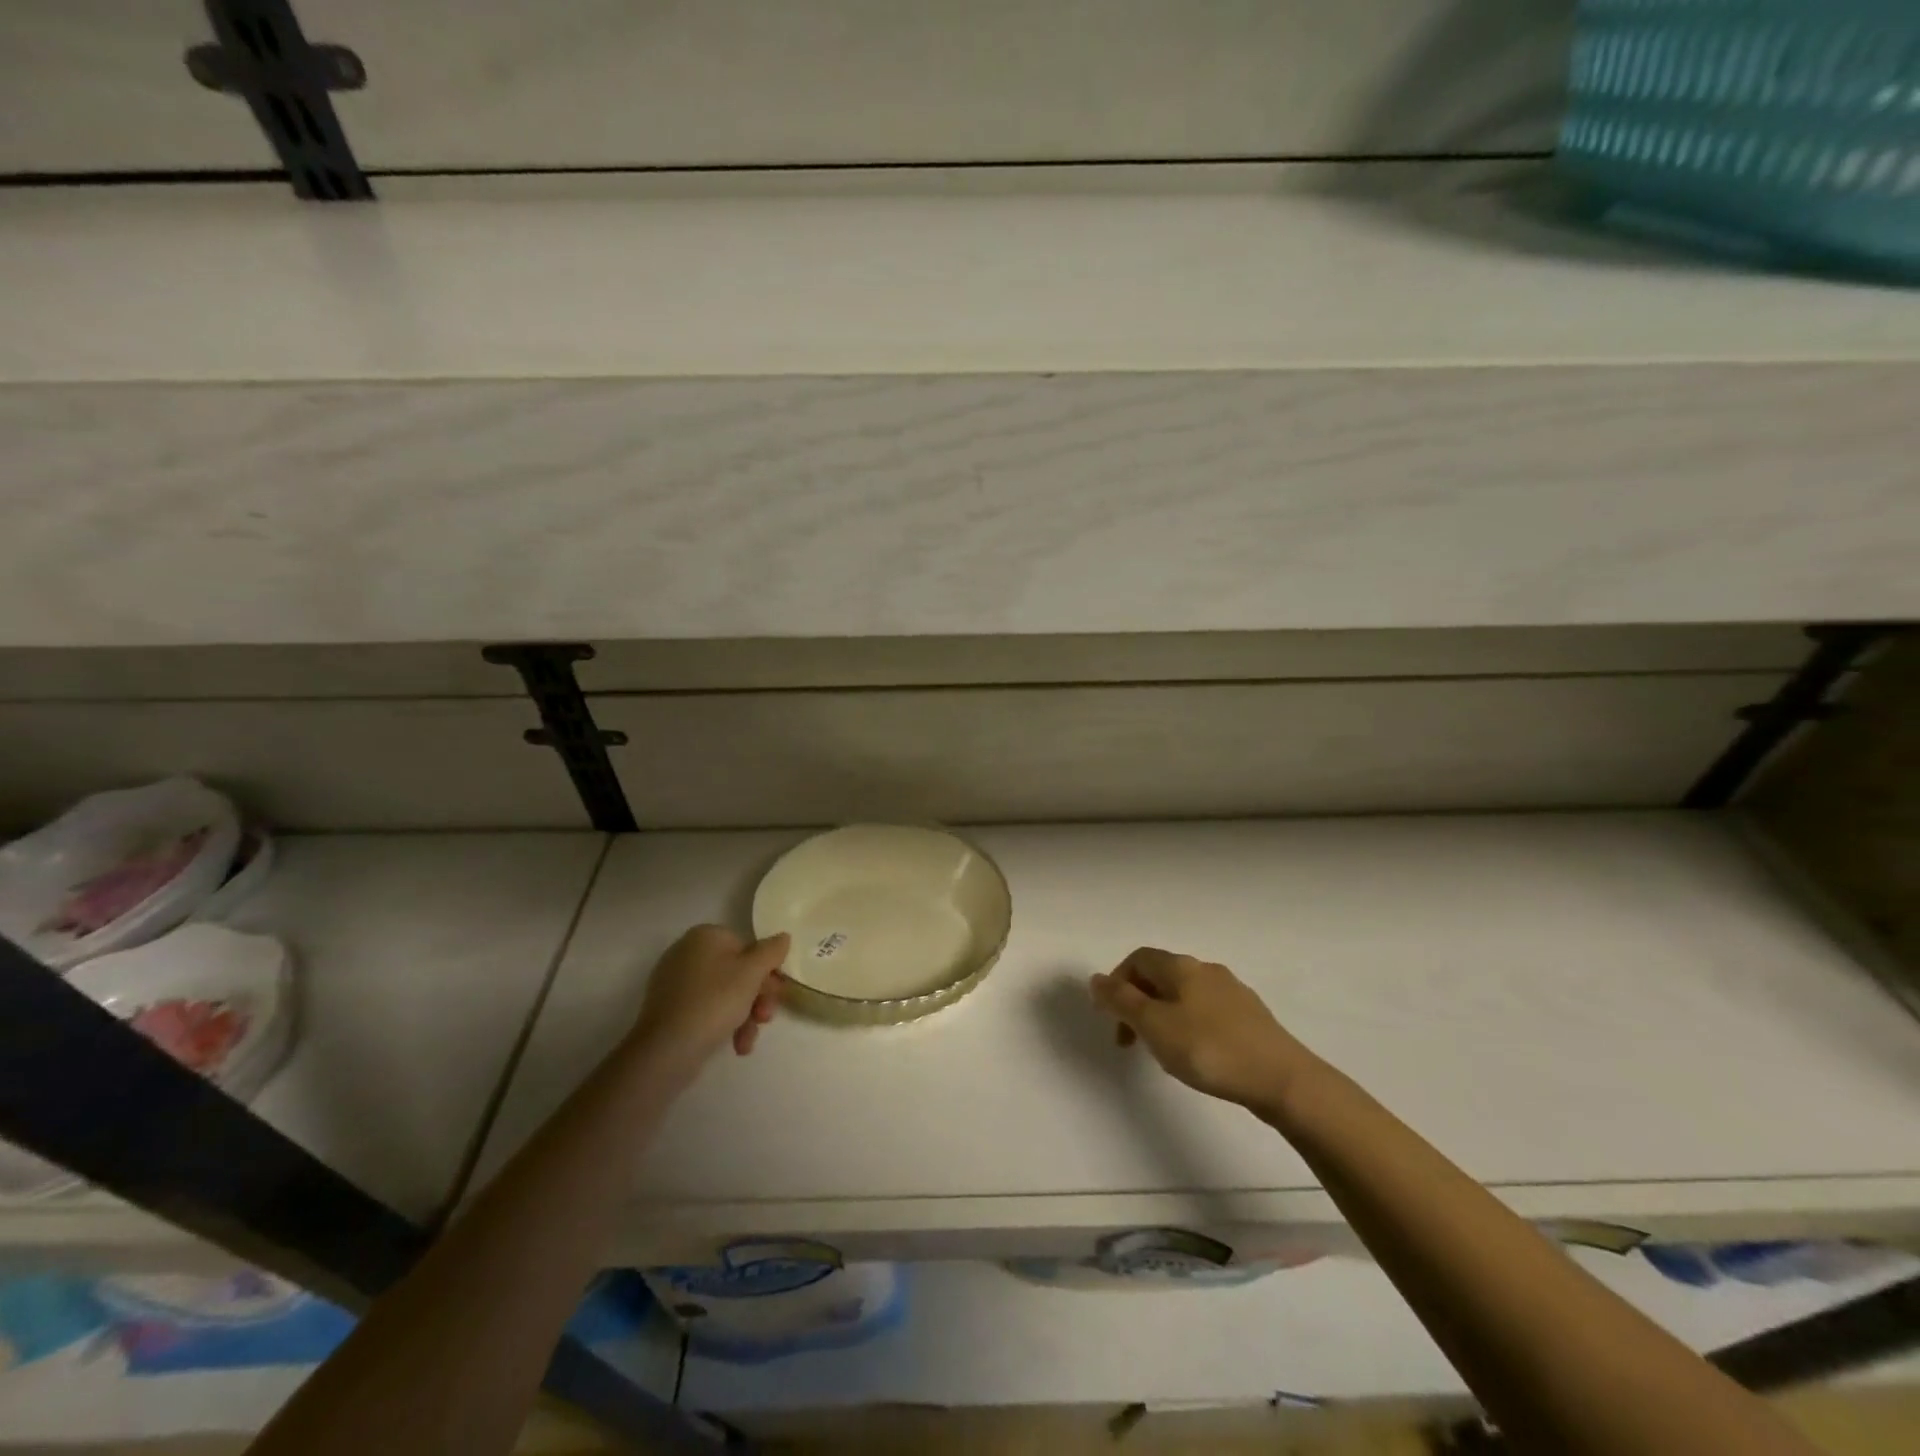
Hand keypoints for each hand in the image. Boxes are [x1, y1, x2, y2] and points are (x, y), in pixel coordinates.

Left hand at [630, 925, 789, 1079]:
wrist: (666, 1049)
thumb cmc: (715, 1001)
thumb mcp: (752, 972)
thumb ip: (772, 951)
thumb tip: (783, 937)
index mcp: (705, 936)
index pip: (747, 946)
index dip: (766, 971)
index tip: (777, 993)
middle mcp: (687, 953)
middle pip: (737, 972)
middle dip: (757, 998)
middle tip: (766, 1018)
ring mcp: (675, 982)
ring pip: (724, 994)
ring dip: (745, 1016)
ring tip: (748, 1040)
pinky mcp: (670, 1009)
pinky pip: (706, 1009)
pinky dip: (723, 1024)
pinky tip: (736, 1045)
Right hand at [1090, 948, 1319, 1110]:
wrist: (1283, 1079)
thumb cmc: (1210, 1049)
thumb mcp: (1154, 1026)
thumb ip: (1121, 1002)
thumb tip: (1095, 979)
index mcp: (1181, 966)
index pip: (1138, 958)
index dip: (1117, 982)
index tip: (1111, 1018)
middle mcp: (1206, 969)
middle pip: (1160, 975)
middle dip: (1138, 1002)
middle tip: (1130, 1041)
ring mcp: (1233, 992)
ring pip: (1184, 995)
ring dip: (1163, 1016)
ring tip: (1162, 1052)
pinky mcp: (1251, 1017)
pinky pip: (1207, 1012)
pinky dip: (1189, 1026)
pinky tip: (1197, 1056)